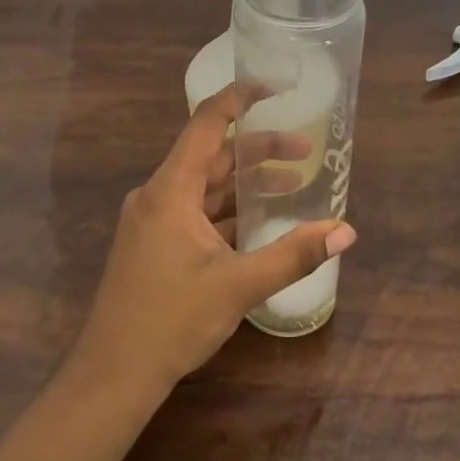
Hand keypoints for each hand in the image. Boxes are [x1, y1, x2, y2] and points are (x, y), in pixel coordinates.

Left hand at [69, 86, 357, 395]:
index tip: (273, 87)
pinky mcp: (153, 245)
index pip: (206, 124)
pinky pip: (195, 213)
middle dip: (258, 151)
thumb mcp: (239, 286)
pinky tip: (259, 222)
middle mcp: (157, 195)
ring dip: (244, 184)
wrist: (113, 373)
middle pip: (211, 157)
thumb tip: (346, 232)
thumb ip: (294, 255)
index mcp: (170, 190)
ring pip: (204, 187)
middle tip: (305, 151)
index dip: (239, 99)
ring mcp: (152, 221)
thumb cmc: (171, 321)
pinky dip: (227, 211)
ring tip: (293, 183)